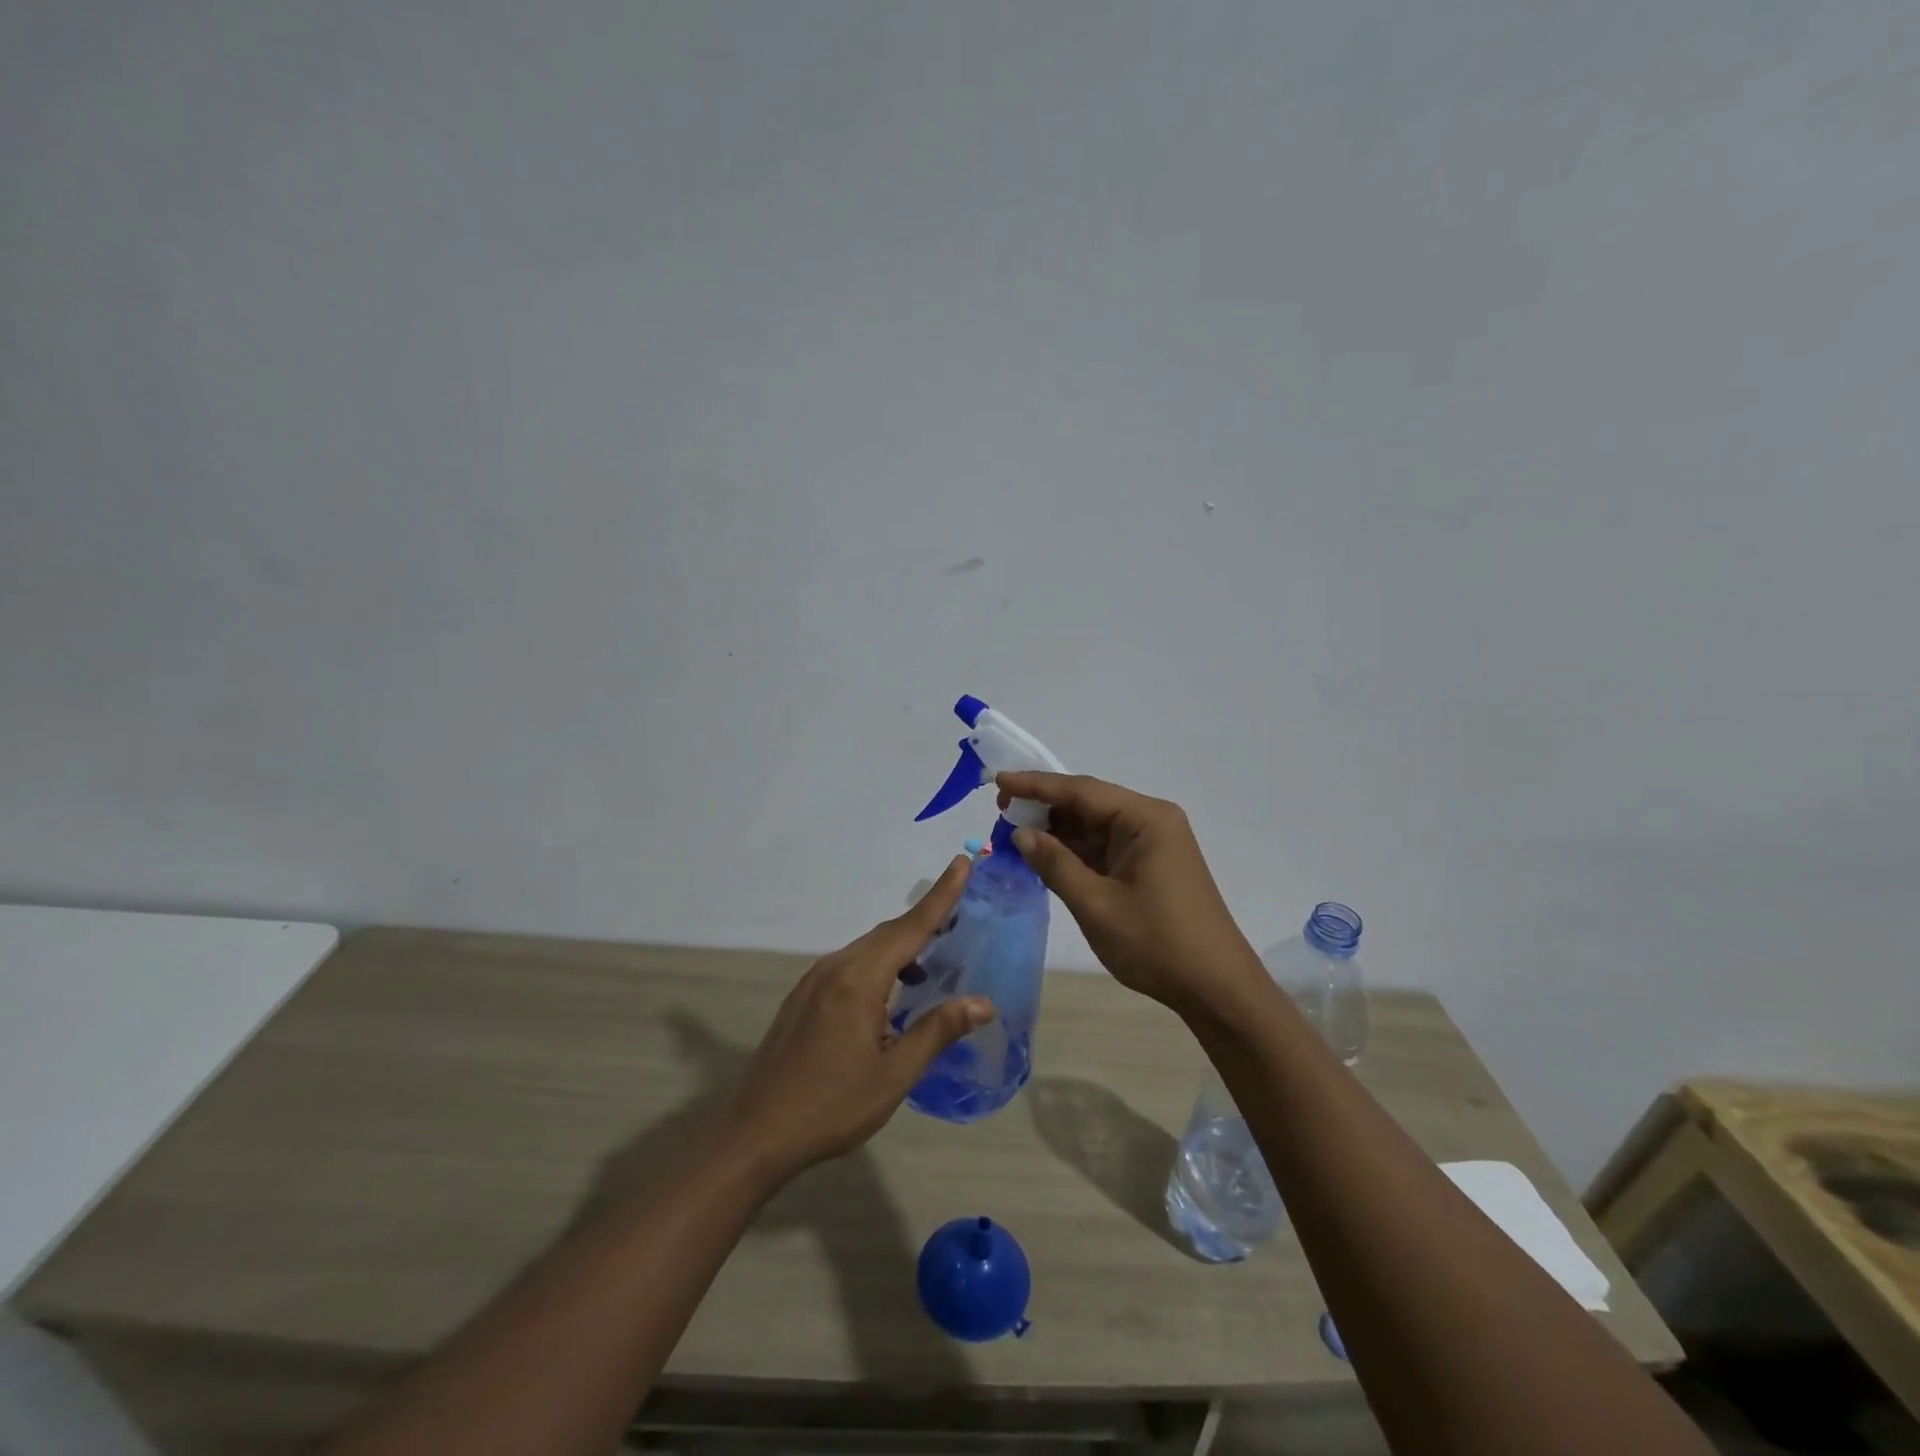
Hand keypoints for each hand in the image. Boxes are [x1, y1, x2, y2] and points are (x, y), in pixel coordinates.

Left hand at [719, 856, 994, 1179]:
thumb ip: (937, 1031)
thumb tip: (982, 1003)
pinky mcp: (803, 997)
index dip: (941, 896)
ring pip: (867, 949)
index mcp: (859, 980)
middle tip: (960, 915)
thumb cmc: (831, 1106)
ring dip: (902, 948)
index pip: (910, 927)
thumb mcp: (894, 1075)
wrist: (755, 1133)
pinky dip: (879, 966)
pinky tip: (891, 995)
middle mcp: (835, 968)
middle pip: (888, 933)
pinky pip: (849, 966)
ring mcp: (814, 981)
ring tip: (932, 963)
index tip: (962, 862)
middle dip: (925, 920)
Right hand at [997, 771, 1265, 1018]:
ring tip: (1014, 833)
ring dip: (1058, 832)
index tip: (998, 782)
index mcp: (1146, 819)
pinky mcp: (1150, 866)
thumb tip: (1021, 834)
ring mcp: (1153, 844)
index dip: (1036, 785)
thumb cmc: (1157, 944)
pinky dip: (1075, 852)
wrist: (1217, 989)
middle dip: (1045, 808)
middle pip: (1089, 804)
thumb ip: (1055, 864)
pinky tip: (1045, 856)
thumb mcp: (1096, 904)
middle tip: (1001, 812)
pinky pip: (1105, 848)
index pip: (1081, 790)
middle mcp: (1152, 821)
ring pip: (1095, 827)